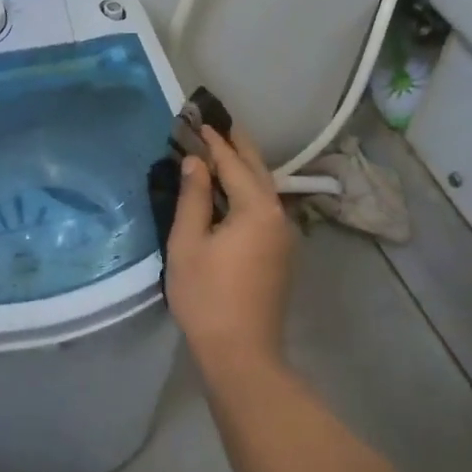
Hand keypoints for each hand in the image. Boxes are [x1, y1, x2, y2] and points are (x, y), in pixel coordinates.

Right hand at [165, 126, 293, 377]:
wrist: (241, 352)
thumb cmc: (207, 296)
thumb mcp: (188, 243)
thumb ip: (193, 198)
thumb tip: (194, 163)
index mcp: (256, 208)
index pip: (233, 163)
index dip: (213, 141)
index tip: (197, 119)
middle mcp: (277, 215)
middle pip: (257, 170)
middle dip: (237, 145)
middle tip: (216, 122)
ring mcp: (283, 236)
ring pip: (263, 190)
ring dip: (243, 167)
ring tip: (222, 149)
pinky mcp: (280, 254)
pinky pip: (263, 208)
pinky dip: (247, 190)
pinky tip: (231, 191)